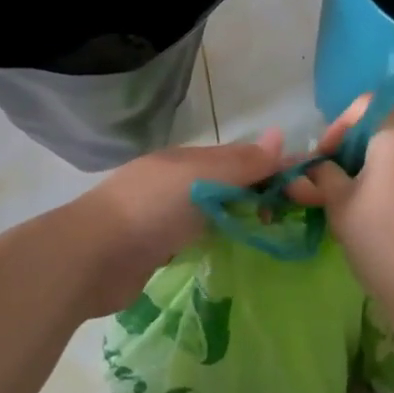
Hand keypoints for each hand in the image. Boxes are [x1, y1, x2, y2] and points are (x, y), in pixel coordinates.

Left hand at [68, 130, 287, 315]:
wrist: (92, 257)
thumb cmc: (152, 208)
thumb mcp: (203, 178)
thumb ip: (242, 163)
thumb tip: (281, 136)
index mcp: (185, 159)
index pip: (237, 158)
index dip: (268, 168)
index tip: (301, 188)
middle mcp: (174, 182)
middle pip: (224, 184)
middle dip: (254, 195)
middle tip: (289, 218)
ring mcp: (161, 216)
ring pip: (209, 212)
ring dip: (235, 218)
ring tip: (268, 235)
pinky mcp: (154, 249)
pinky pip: (194, 238)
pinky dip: (213, 241)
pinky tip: (229, 253)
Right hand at [290, 100, 393, 351]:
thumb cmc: (383, 243)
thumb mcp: (339, 206)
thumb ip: (322, 176)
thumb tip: (312, 169)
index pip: (365, 107)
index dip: (339, 127)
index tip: (324, 159)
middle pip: (389, 129)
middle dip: (361, 150)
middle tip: (340, 182)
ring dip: (387, 166)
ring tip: (369, 201)